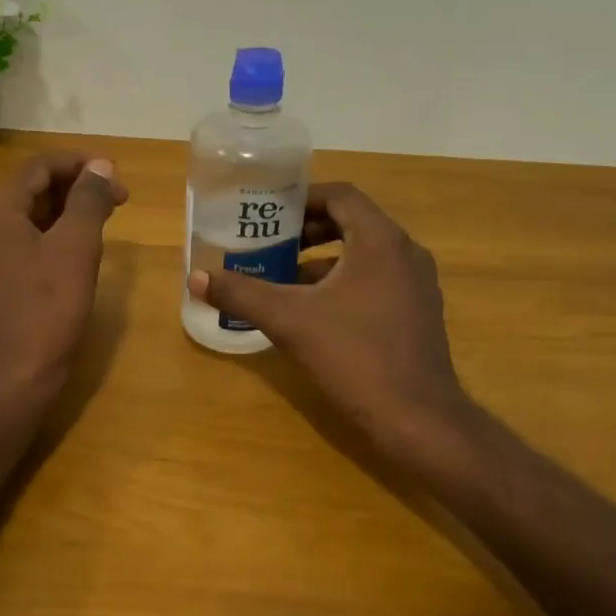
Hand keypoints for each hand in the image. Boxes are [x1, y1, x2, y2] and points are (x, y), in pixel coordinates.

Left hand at [0, 151, 127, 403]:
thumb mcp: (75, 247)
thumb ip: (89, 200)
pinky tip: (85, 245)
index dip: (80, 163)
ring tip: (108, 215)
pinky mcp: (0, 278)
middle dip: (78, 185)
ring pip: (34, 214)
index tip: (117, 172)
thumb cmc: (47, 308)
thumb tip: (101, 166)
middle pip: (35, 187)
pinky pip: (31, 240)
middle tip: (120, 196)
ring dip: (71, 209)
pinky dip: (59, 233)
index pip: (40, 166)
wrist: (15, 375)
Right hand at [188, 182, 476, 465]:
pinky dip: (345, 284)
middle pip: (353, 223)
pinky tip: (316, 313)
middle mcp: (406, 253)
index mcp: (380, 241)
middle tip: (273, 243)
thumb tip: (196, 277)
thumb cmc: (354, 356)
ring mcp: (418, 284)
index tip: (270, 213)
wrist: (417, 419)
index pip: (341, 196)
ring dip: (325, 260)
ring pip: (366, 255)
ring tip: (285, 278)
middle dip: (310, 231)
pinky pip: (378, 280)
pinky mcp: (419, 313)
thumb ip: (242, 294)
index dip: (303, 198)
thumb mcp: (289, 320)